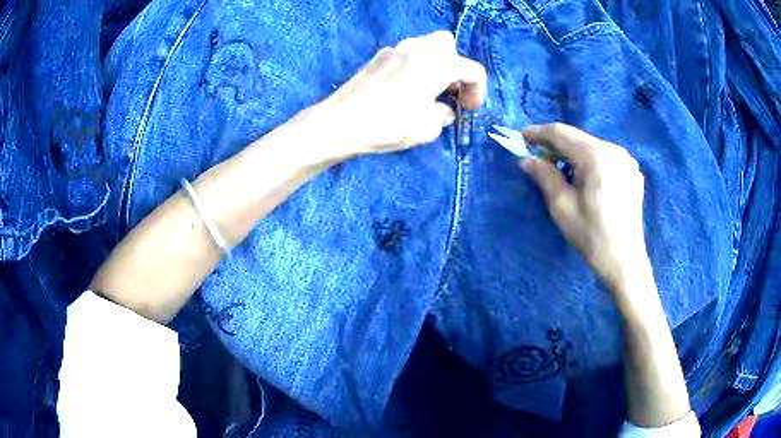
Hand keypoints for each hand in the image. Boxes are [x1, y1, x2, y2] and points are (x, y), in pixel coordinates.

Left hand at [314, 31, 486, 159]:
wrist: (340, 122)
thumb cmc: (389, 125)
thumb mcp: (426, 129)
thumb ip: (442, 115)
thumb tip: (442, 109)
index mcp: (439, 64)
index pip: (473, 70)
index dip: (478, 91)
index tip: (469, 109)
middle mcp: (419, 48)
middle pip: (449, 46)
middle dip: (455, 67)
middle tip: (449, 91)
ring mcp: (396, 49)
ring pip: (426, 46)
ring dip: (435, 64)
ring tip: (428, 90)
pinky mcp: (378, 56)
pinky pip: (407, 54)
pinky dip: (415, 66)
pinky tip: (404, 89)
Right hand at [520, 123, 649, 291]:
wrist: (624, 260)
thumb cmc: (591, 235)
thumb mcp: (561, 206)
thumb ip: (544, 176)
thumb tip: (527, 159)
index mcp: (595, 155)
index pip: (561, 133)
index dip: (539, 133)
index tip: (522, 136)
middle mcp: (614, 149)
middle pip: (578, 138)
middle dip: (556, 145)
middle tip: (539, 157)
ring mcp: (626, 160)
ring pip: (592, 147)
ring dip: (574, 154)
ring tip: (562, 170)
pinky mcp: (632, 172)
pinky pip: (606, 158)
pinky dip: (591, 162)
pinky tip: (586, 179)